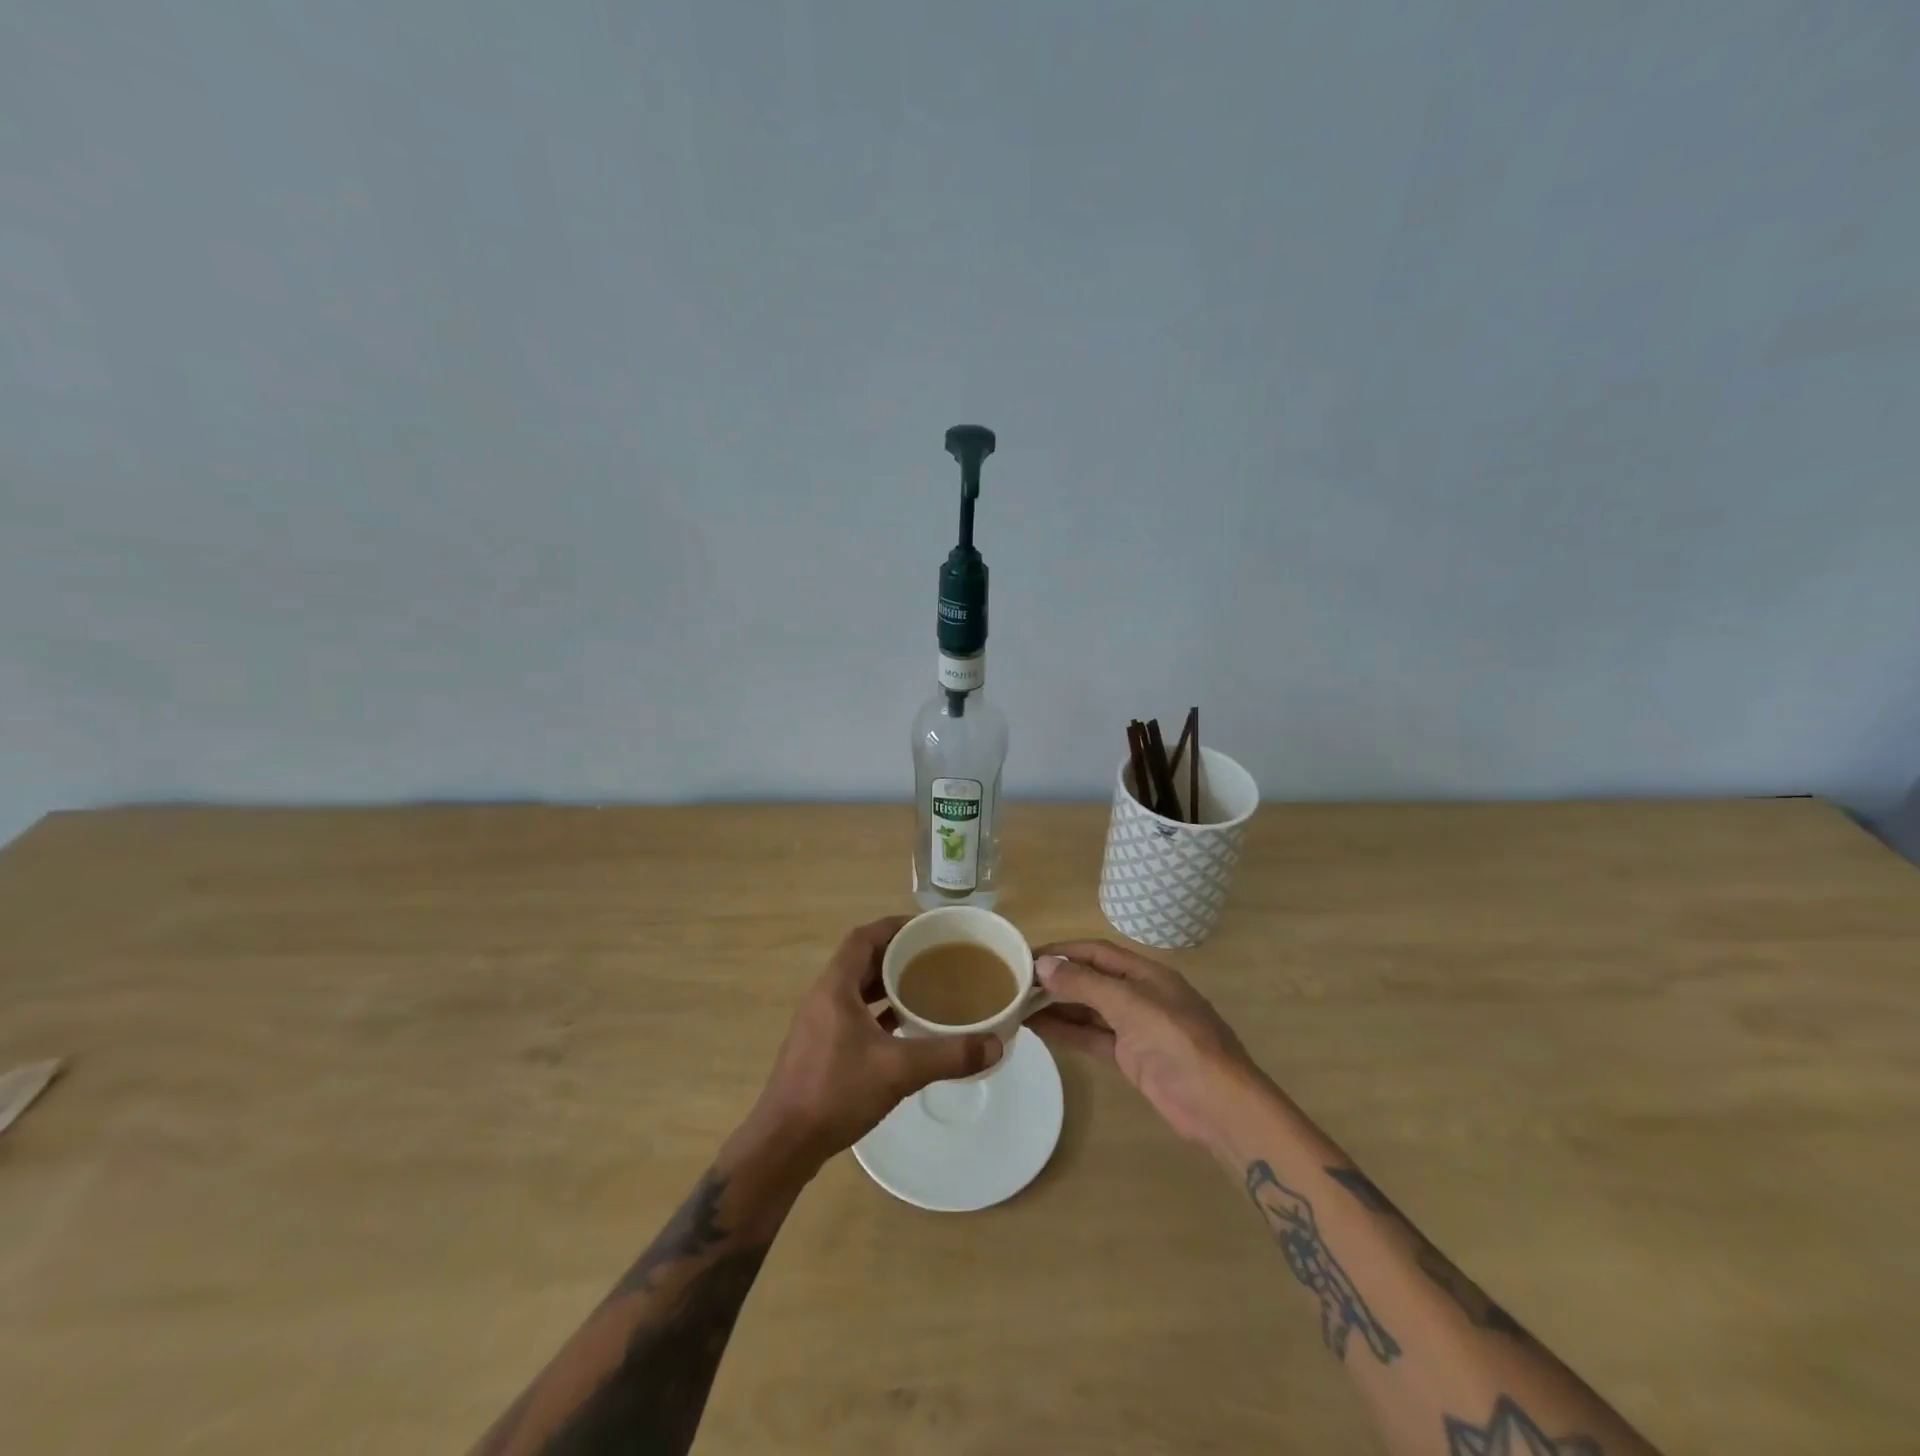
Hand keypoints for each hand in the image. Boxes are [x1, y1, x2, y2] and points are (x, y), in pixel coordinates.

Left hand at [743, 917, 1002, 1176]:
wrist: (783, 1144)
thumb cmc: (835, 1092)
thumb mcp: (898, 1070)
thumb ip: (948, 1055)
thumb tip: (996, 1044)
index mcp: (836, 987)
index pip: (863, 937)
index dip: (893, 926)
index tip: (926, 928)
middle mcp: (824, 997)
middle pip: (862, 960)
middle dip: (896, 954)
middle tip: (934, 957)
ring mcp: (820, 1024)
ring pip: (857, 989)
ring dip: (887, 984)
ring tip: (924, 987)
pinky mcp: (820, 1049)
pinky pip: (854, 1015)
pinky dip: (878, 1013)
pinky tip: (904, 1028)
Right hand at [1031, 939, 1265, 1152]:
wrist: (1218, 1104)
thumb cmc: (1178, 1042)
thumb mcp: (1130, 1005)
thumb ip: (1085, 984)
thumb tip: (1043, 964)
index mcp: (1146, 974)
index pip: (1096, 952)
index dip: (1062, 951)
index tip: (1025, 956)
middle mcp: (1139, 995)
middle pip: (1091, 980)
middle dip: (1056, 980)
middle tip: (1015, 984)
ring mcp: (1135, 1028)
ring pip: (1088, 1010)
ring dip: (1057, 1007)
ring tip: (1018, 1006)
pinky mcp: (1131, 1058)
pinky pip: (1092, 1038)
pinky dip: (1068, 1033)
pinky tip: (1040, 1031)